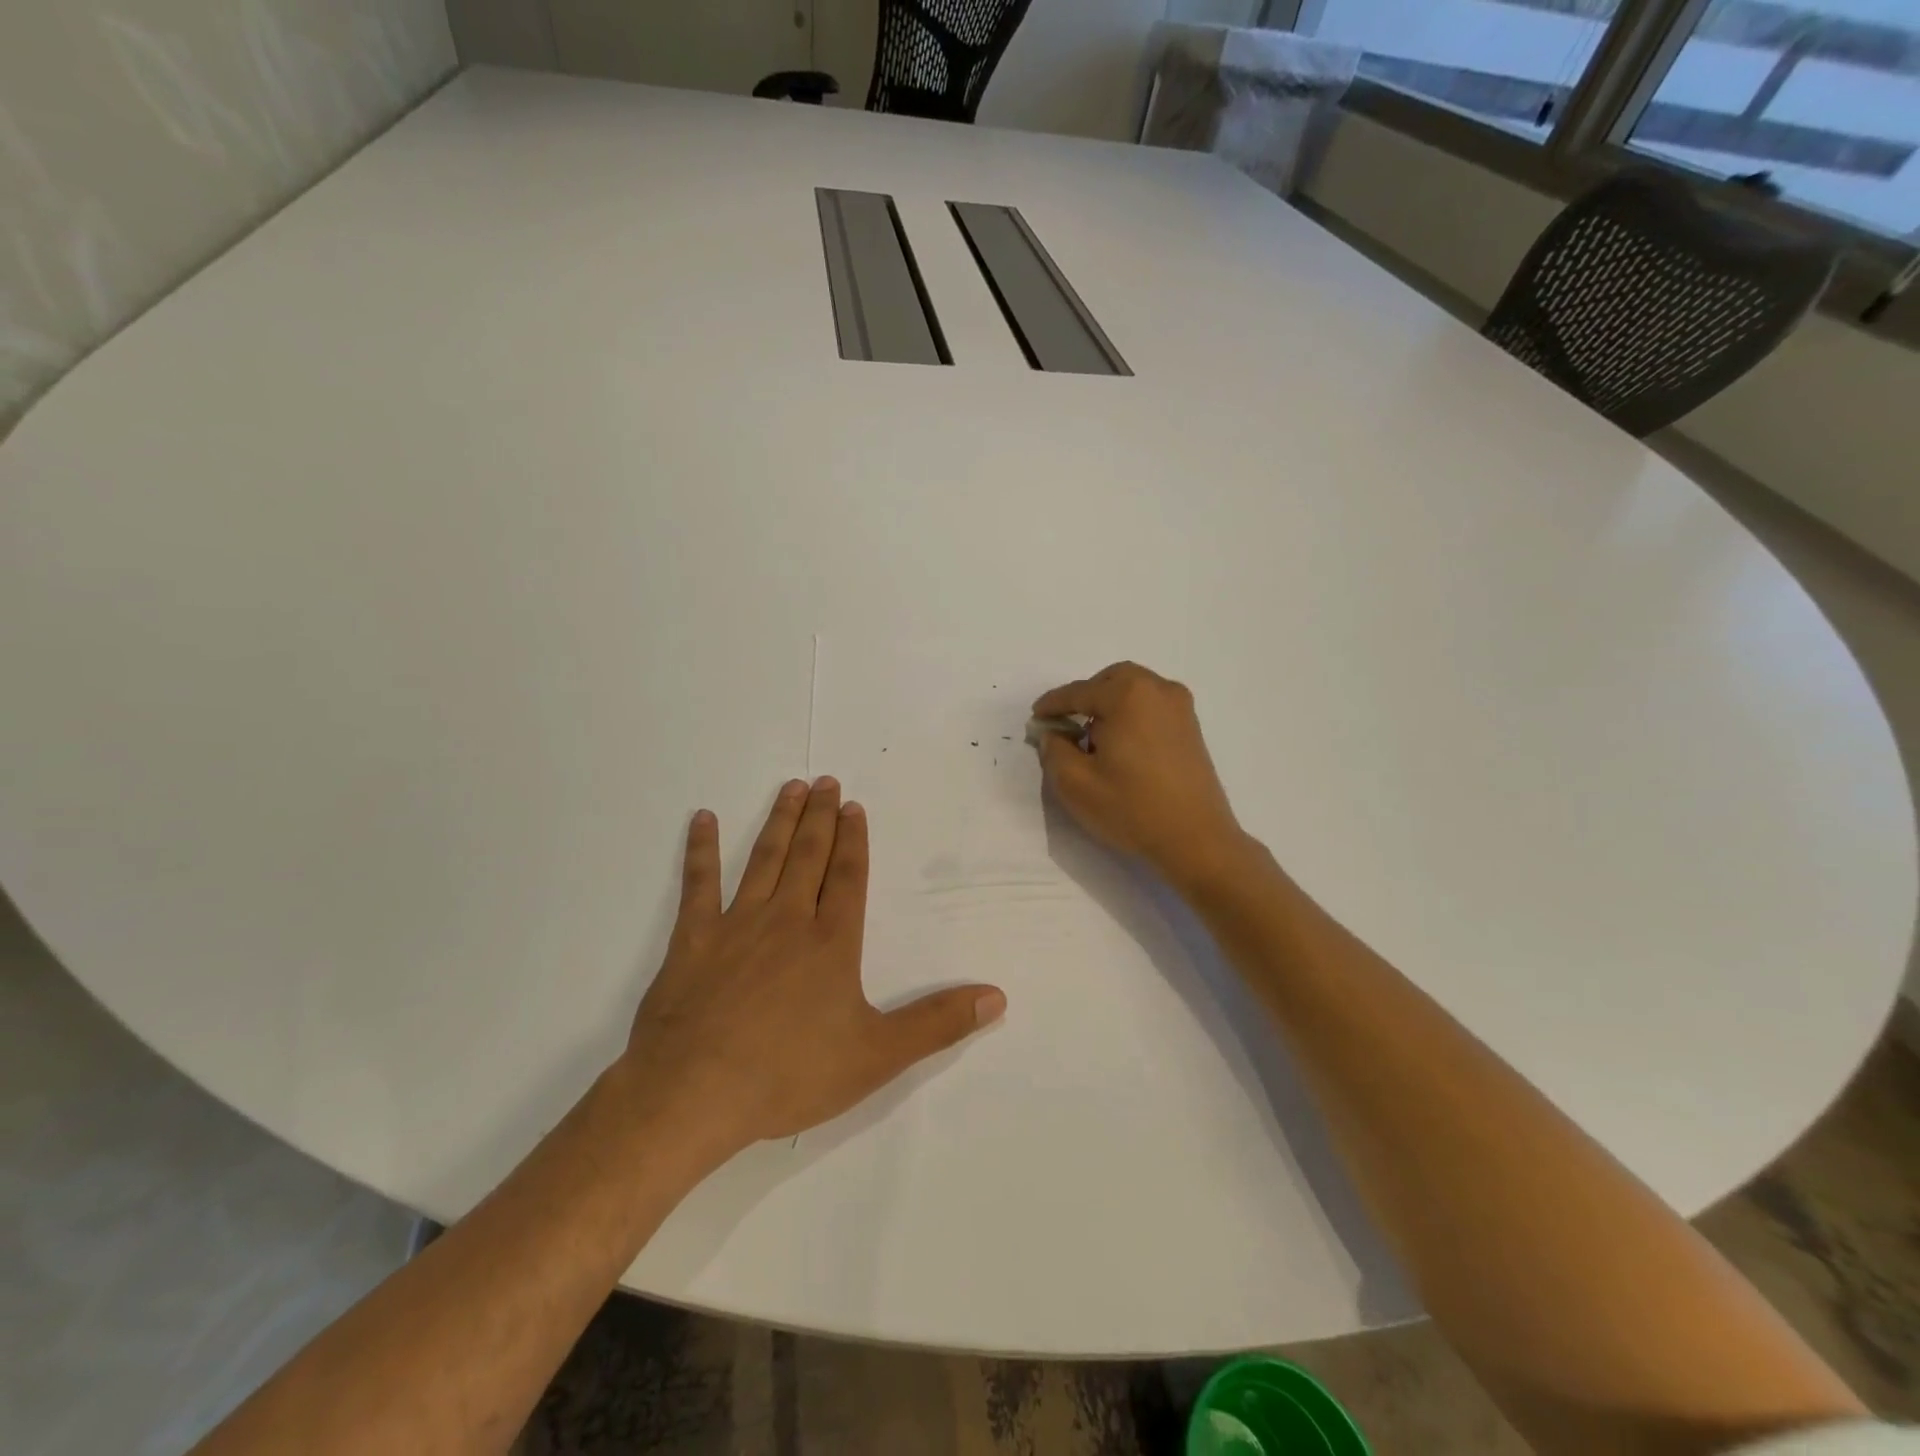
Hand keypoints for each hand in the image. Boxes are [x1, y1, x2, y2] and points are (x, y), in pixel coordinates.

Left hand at [618, 777, 1005, 1161]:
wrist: (696, 1092)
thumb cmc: (790, 1073)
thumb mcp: (877, 1056)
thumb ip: (937, 1023)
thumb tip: (997, 997)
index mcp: (832, 942)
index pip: (849, 877)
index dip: (854, 840)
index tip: (854, 806)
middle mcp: (788, 919)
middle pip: (809, 855)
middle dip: (820, 817)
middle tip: (826, 781)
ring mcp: (737, 924)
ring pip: (764, 858)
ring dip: (779, 821)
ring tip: (790, 788)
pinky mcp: (692, 938)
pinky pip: (698, 883)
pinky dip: (701, 849)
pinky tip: (703, 819)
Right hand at [1033, 663, 1247, 888]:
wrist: (1196, 839)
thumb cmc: (1132, 808)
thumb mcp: (1075, 783)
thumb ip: (1053, 750)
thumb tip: (1053, 733)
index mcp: (1127, 695)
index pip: (1078, 692)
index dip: (1052, 705)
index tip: (1035, 717)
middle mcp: (1158, 690)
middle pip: (1111, 680)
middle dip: (1085, 697)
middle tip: (1066, 724)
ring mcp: (1180, 708)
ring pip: (1134, 691)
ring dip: (1109, 705)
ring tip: (1093, 739)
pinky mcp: (1191, 728)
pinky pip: (1152, 706)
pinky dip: (1131, 715)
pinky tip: (1121, 746)